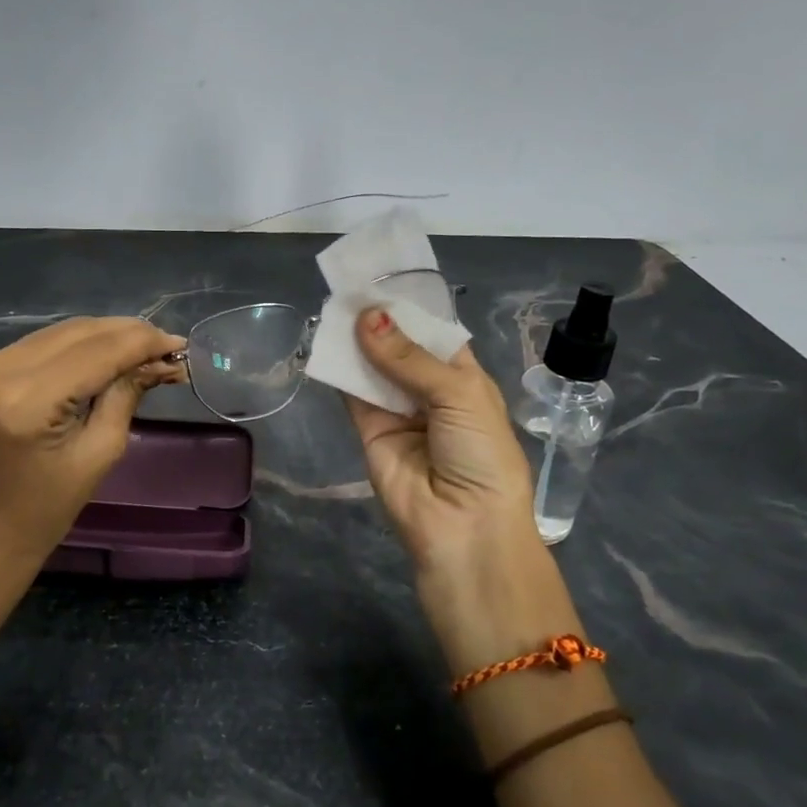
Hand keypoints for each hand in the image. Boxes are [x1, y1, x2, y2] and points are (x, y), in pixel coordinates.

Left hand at [0, 317, 184, 579]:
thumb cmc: (49, 507)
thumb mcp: (101, 452)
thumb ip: (127, 394)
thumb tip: (162, 359)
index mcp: (27, 401)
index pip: (97, 352)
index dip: (142, 342)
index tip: (180, 344)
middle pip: (80, 333)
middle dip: (129, 335)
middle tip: (169, 347)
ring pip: (63, 331)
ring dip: (107, 336)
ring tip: (146, 350)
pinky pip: (45, 343)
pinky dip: (81, 344)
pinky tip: (110, 353)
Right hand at [346, 308, 579, 669]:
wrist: (463, 528)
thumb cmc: (481, 455)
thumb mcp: (458, 395)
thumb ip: (408, 358)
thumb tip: (366, 317)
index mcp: (464, 379)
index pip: (435, 334)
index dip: (410, 309)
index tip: (382, 278)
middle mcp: (429, 391)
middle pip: (399, 348)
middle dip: (379, 321)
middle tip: (350, 287)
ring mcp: (397, 411)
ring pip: (372, 367)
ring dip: (356, 341)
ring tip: (335, 305)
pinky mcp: (369, 431)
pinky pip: (352, 394)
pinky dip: (339, 370)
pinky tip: (325, 340)